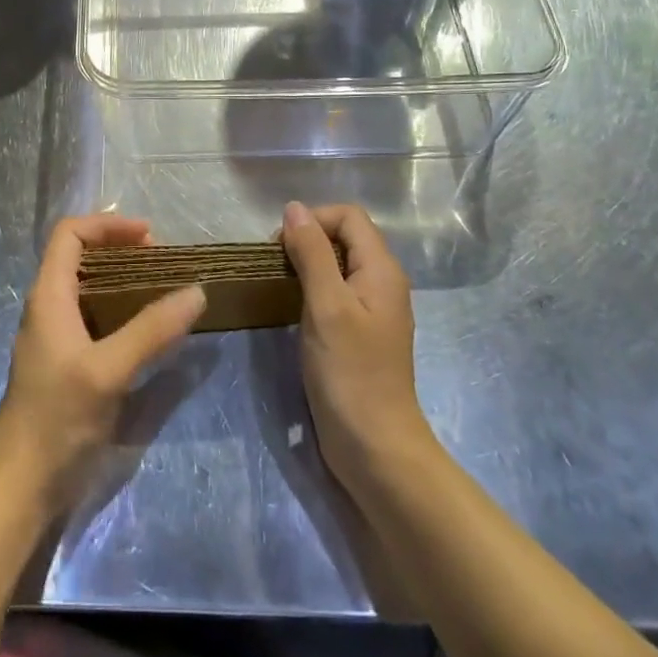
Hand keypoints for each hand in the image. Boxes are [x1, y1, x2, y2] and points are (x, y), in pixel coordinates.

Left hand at [0, 214, 205, 514]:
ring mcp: (56, 337)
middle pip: (80, 256)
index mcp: (49, 295)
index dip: (108, 224)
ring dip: (124, 280)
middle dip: (122, 250)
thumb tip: (196, 291)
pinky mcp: (67, 364)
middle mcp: (49, 308)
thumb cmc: (57, 419)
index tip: (150, 236)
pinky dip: (122, 311)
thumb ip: (152, 330)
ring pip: (89, 289)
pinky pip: (95, 319)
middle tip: (163, 264)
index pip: (70, 233)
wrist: (20, 487)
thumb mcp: (109, 370)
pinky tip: (148, 331)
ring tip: (162, 290)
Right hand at [282, 201, 431, 489]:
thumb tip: (294, 208)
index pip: (349, 216)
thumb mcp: (326, 306)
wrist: (374, 448)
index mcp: (382, 270)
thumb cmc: (350, 373)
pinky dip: (313, 291)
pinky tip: (293, 310)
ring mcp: (372, 311)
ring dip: (307, 266)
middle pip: (345, 237)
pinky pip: (336, 293)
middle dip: (308, 240)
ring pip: (338, 266)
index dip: (314, 220)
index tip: (281, 246)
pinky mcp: (360, 334)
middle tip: (275, 266)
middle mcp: (382, 283)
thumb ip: (312, 253)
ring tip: (279, 285)